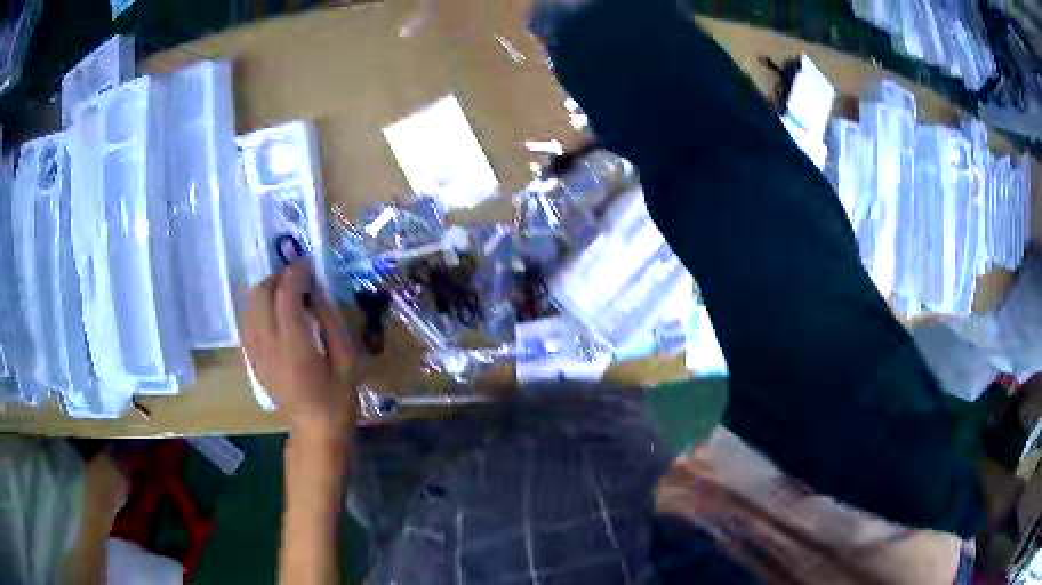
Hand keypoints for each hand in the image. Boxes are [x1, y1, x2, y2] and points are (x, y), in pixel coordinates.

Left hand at [243, 260, 358, 444]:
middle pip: (260, 295)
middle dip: (277, 277)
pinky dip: (258, 307)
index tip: (309, 264)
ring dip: (266, 289)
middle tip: (298, 277)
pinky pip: (246, 322)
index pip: (285, 297)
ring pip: (249, 306)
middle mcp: (269, 348)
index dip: (296, 274)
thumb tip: (316, 290)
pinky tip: (274, 311)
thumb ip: (330, 321)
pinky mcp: (252, 360)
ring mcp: (256, 355)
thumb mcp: (347, 360)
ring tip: (286, 291)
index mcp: (295, 350)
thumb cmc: (338, 398)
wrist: (315, 430)